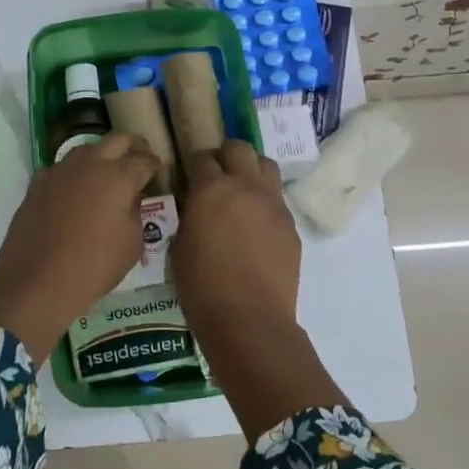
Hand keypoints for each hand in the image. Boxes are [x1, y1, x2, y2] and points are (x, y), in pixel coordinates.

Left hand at [0, 132, 160, 360]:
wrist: (37, 281)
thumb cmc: (94, 266)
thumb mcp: (132, 245)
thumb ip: (136, 214)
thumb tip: (132, 200)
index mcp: (118, 176)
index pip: (145, 160)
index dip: (155, 166)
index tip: (159, 174)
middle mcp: (89, 164)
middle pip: (117, 139)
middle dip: (133, 146)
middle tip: (140, 160)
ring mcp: (60, 171)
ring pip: (87, 149)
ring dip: (102, 156)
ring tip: (108, 175)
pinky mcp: (37, 184)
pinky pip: (61, 169)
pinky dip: (74, 174)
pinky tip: (75, 192)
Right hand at [171, 141, 300, 335]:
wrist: (249, 319)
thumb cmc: (202, 286)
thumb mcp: (179, 247)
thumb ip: (188, 216)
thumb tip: (194, 206)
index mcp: (212, 189)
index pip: (202, 158)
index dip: (194, 165)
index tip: (189, 178)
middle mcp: (246, 186)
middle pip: (239, 149)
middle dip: (225, 156)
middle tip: (215, 176)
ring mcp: (273, 204)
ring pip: (265, 166)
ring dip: (250, 171)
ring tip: (240, 192)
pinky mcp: (290, 225)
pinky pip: (277, 200)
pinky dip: (264, 202)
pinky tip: (255, 225)